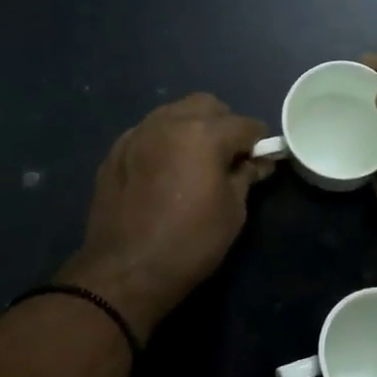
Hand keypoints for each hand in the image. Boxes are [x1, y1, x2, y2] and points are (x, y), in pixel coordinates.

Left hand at [58, 94, 272, 341]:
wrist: (126, 271)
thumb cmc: (190, 243)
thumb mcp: (233, 211)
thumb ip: (246, 176)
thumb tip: (258, 162)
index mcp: (203, 134)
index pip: (245, 124)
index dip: (259, 142)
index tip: (261, 161)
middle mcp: (168, 122)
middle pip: (207, 106)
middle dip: (223, 125)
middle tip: (227, 158)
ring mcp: (137, 134)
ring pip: (174, 113)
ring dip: (191, 128)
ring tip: (194, 162)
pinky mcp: (115, 152)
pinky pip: (148, 133)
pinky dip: (163, 142)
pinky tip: (163, 172)